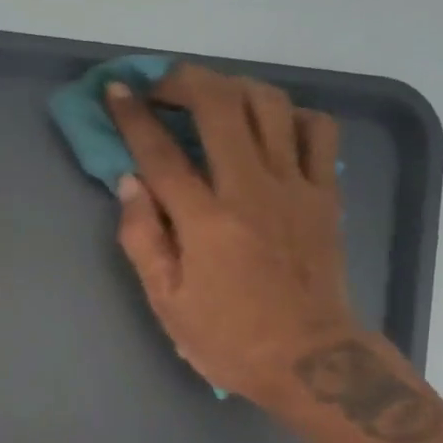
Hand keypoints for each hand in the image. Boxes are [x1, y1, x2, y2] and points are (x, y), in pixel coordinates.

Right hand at [108, 65, 362, 407]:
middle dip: (184, 81)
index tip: (116, 89)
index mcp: (206, 222)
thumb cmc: (230, 340)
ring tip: (213, 98)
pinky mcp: (326, 194)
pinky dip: (293, 115)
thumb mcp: (168, 304)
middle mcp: (251, 189)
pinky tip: (273, 127)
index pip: (161, 153)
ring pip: (270, 104)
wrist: (310, 361)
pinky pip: (319, 130)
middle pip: (220, 104)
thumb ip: (143, 240)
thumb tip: (130, 183)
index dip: (133, 115)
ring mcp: (295, 186)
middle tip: (163, 86)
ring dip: (235, 87)